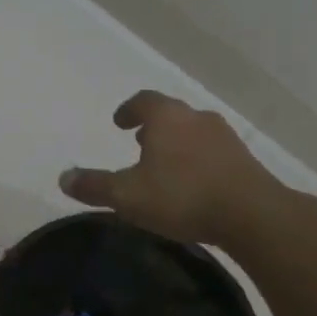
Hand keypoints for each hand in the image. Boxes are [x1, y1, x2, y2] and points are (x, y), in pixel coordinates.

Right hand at [59, 91, 284, 244]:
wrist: (253, 215)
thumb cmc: (182, 196)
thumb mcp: (128, 196)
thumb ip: (94, 186)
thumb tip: (63, 178)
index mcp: (167, 117)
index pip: (143, 100)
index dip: (128, 110)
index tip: (119, 122)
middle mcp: (196, 118)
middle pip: (170, 114)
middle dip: (153, 127)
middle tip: (139, 143)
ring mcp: (225, 138)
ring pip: (193, 132)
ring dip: (177, 143)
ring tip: (165, 166)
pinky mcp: (245, 160)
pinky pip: (213, 152)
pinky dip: (198, 160)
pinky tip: (194, 184)